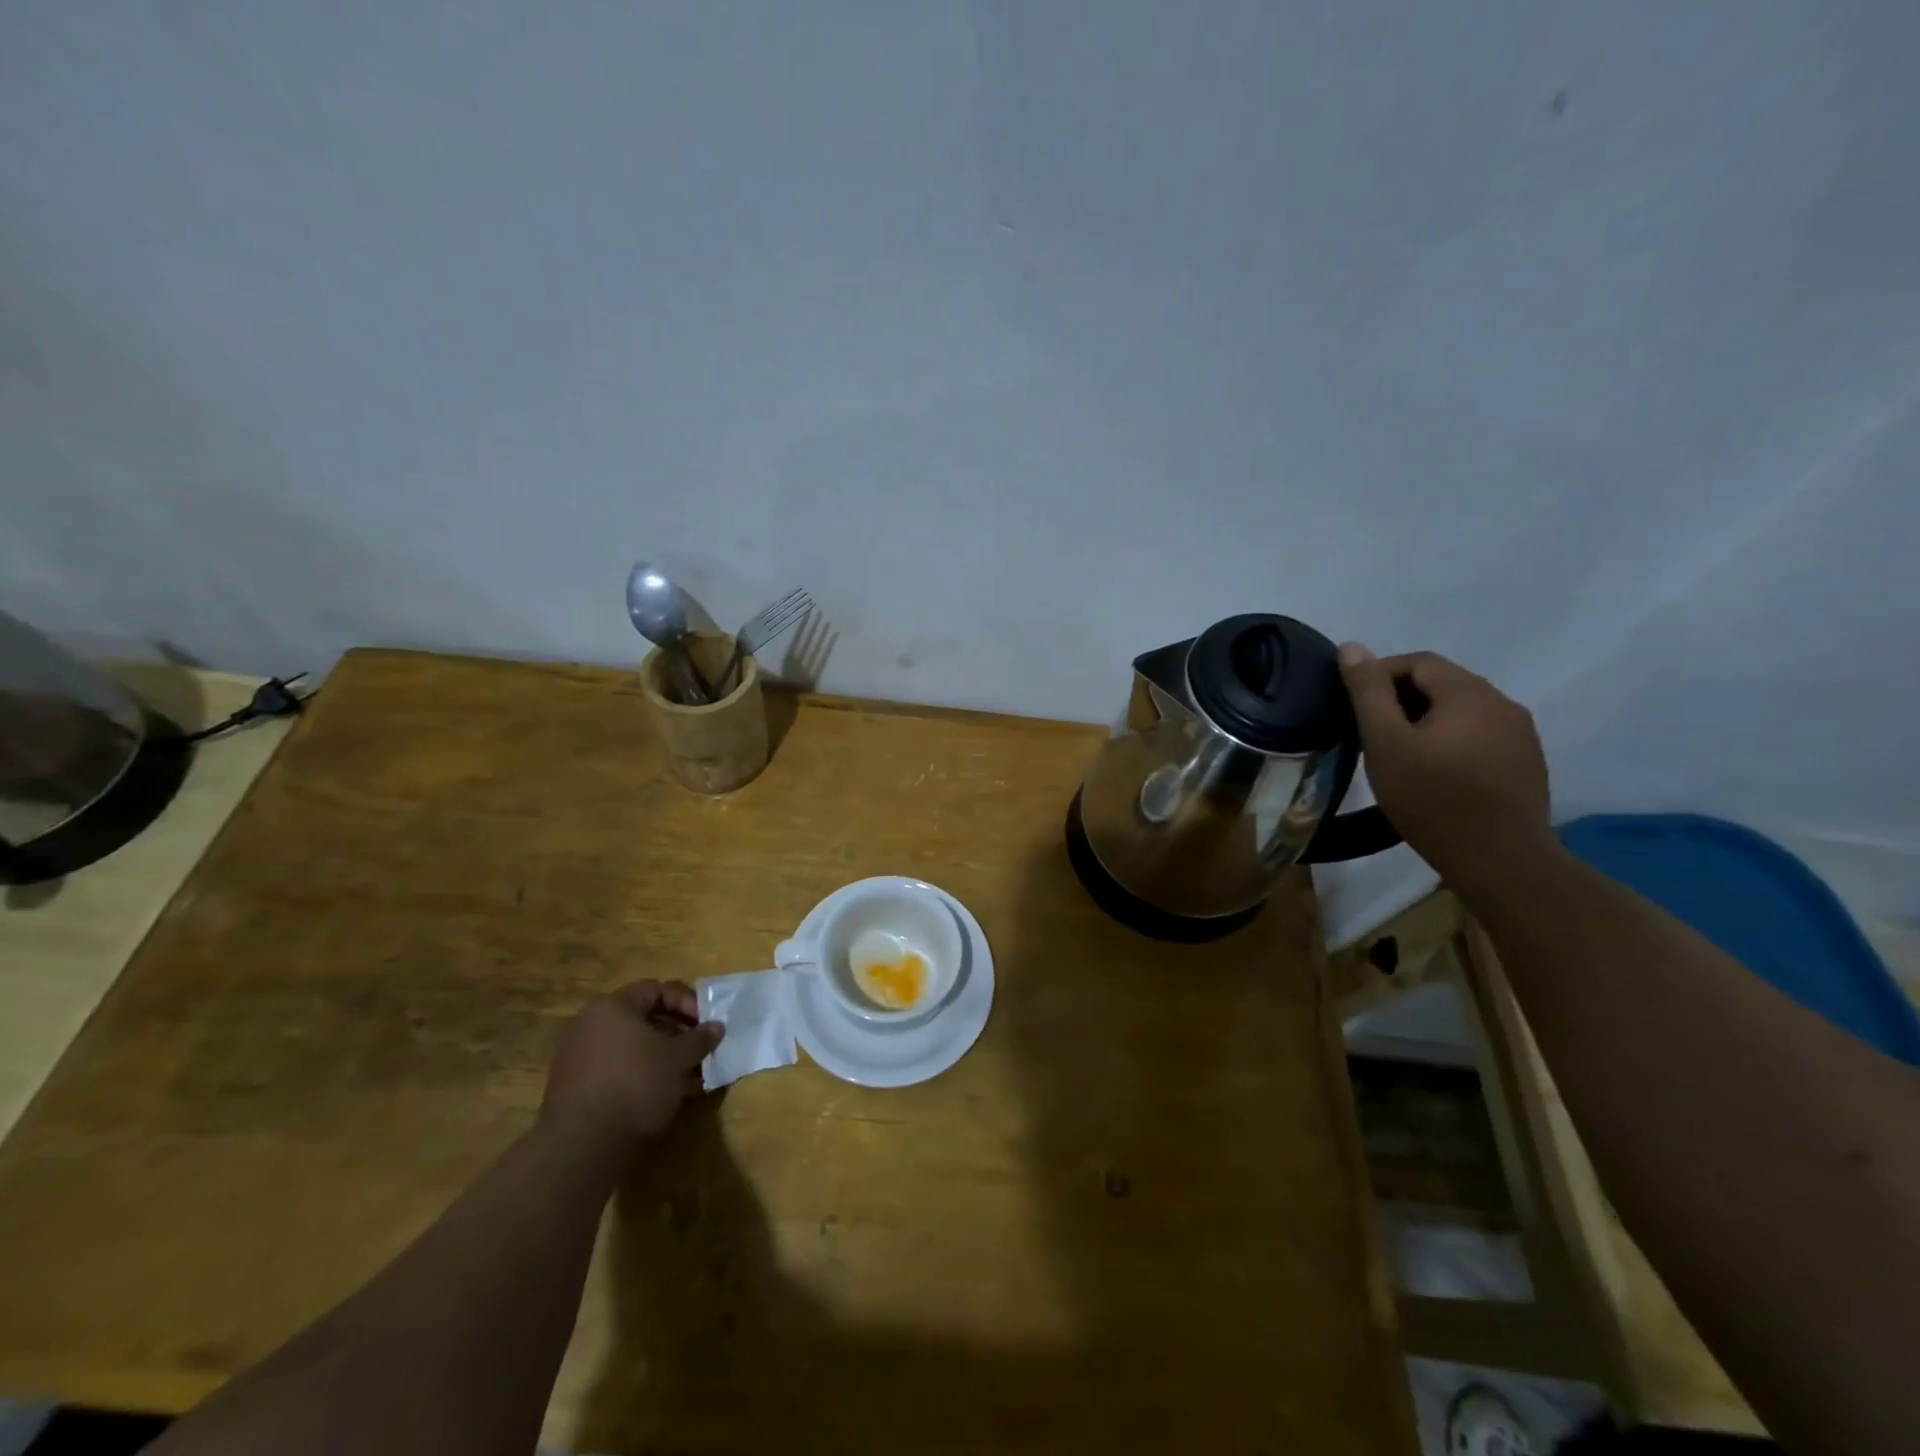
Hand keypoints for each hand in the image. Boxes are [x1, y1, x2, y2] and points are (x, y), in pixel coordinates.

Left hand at [541, 981, 723, 1146]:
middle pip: (642, 1018)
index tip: (705, 1024)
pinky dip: (639, 1074)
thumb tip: (716, 1027)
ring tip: (685, 1077)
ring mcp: (577, 1055)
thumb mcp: (679, 1059)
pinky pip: (615, 1067)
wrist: (581, 1145)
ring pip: (630, 1046)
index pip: (657, 989)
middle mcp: (590, 1023)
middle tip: (697, 1050)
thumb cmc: (636, 1084)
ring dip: (660, 1056)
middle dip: (676, 1033)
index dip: (686, 1003)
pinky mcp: (572, 1086)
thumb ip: (700, 1038)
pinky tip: (660, 1094)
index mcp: (613, 1006)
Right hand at [1338, 644, 1554, 886]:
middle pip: (1442, 683)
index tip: (1352, 706)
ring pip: (1461, 710)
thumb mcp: (1386, 743)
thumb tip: (1351, 646)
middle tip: (1369, 732)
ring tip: (1398, 753)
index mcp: (1470, 692)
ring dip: (1425, 720)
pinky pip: (1479, 734)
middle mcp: (1503, 703)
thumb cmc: (1432, 799)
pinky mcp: (1526, 762)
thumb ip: (1368, 692)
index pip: (1418, 661)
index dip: (1379, 674)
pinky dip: (1449, 740)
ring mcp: (1521, 734)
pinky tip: (1434, 771)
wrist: (1500, 862)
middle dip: (1400, 698)